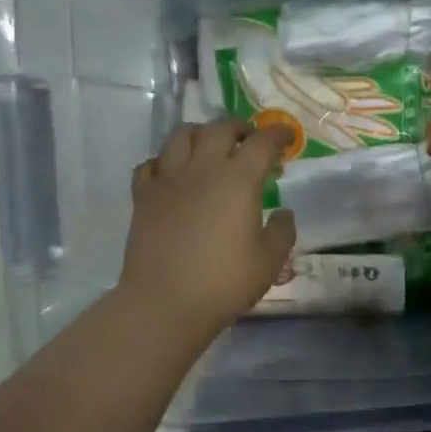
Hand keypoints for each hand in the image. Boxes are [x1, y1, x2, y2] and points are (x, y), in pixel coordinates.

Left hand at [120, 121, 295, 334]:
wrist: (164, 303)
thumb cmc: (224, 282)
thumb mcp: (269, 261)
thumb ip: (282, 231)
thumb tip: (284, 213)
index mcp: (238, 180)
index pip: (262, 142)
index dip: (278, 135)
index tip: (287, 138)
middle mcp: (203, 169)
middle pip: (220, 128)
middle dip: (239, 128)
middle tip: (250, 140)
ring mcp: (168, 179)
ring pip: (181, 135)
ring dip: (201, 134)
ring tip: (210, 147)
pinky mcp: (143, 196)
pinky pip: (151, 163)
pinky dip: (165, 161)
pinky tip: (173, 174)